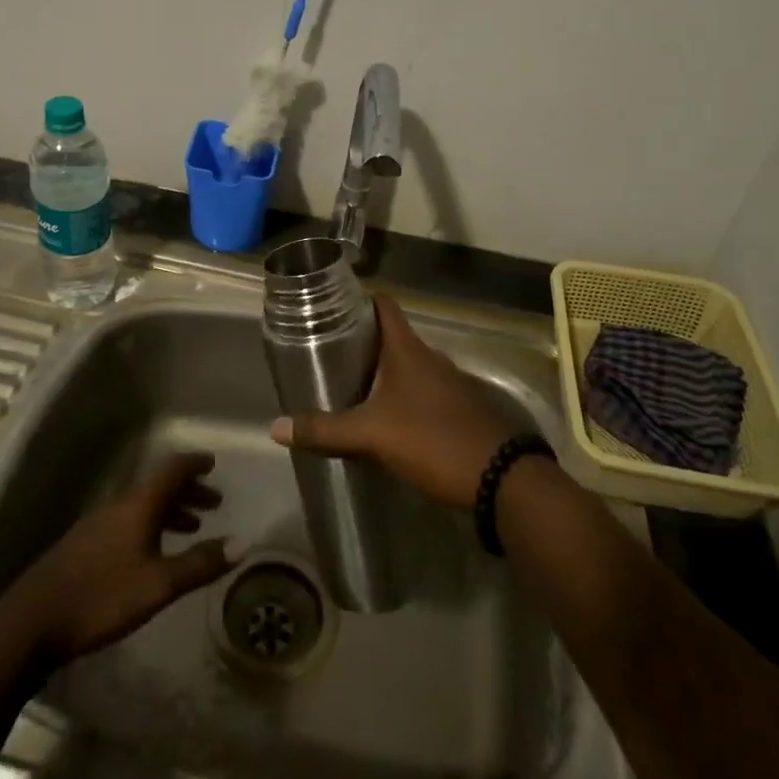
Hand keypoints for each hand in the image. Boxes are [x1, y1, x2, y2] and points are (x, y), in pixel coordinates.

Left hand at [6, 452, 241, 667]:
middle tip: (214, 503)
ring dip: (170, 510)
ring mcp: (99, 524)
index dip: (194, 464)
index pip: (171, 470)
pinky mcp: (86, 545)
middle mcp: (119, 506)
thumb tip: (242, 545)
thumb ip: (199, 564)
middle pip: (158, 486)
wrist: (32, 622)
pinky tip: (154, 552)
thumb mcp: (158, 585)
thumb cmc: (101, 597)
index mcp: (138, 505)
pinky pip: (129, 521)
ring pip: (143, 506)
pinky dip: (151, 525)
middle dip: (188, 491)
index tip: (214, 463)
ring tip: (192, 527)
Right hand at [272, 294, 509, 508]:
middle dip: (361, 342)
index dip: (359, 299)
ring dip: (382, 372)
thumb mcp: (372, 435)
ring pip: (408, 367)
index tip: (331, 307)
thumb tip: (276, 427)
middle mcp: (431, 358)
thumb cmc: (433, 440)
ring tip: (349, 386)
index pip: (385, 305)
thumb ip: (325, 430)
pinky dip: (401, 396)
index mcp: (409, 350)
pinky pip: (423, 392)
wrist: (502, 479)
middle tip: (327, 353)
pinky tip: (385, 418)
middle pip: (392, 337)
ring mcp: (450, 384)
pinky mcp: (460, 410)